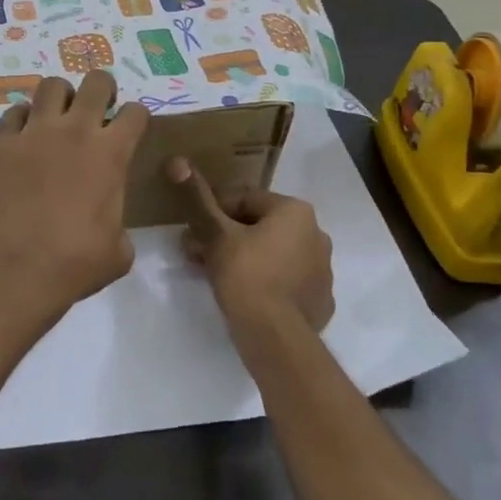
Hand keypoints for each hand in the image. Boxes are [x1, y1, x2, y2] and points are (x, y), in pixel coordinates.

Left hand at [0, 72, 150, 331]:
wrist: (19, 267)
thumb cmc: (77, 262)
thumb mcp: (119, 250)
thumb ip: (119, 225)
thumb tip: (111, 230)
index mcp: (112, 152)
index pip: (135, 112)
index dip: (136, 118)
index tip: (131, 129)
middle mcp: (76, 131)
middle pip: (96, 82)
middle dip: (102, 89)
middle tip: (98, 108)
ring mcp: (36, 133)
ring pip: (51, 85)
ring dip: (60, 96)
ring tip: (59, 115)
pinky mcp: (3, 144)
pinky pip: (13, 113)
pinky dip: (22, 119)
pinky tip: (24, 136)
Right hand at [169, 158, 334, 333]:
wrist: (276, 338)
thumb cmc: (246, 276)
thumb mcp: (215, 234)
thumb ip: (198, 199)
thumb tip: (177, 161)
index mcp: (296, 211)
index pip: (245, 199)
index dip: (213, 211)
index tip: (192, 230)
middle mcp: (317, 235)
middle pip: (259, 226)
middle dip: (225, 236)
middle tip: (196, 253)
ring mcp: (323, 271)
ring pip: (273, 254)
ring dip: (243, 258)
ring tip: (213, 275)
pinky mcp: (320, 301)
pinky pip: (286, 282)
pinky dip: (265, 283)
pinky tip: (244, 296)